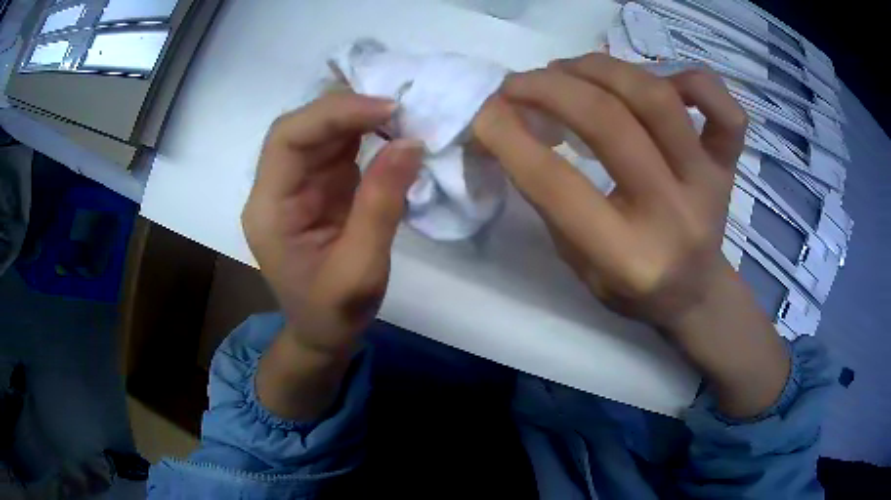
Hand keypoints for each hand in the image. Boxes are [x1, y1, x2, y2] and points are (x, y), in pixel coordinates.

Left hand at [242, 93, 421, 418]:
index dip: (333, 113)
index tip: (387, 109)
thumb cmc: (334, 313)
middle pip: (301, 127)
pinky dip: (364, 131)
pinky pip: (336, 146)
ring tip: (402, 113)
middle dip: (347, 108)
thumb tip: (410, 142)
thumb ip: (381, 205)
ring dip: (358, 116)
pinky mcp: (317, 185)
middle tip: (400, 106)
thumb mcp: (361, 270)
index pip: (287, 139)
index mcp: (269, 210)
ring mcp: (296, 184)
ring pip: (319, 130)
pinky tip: (391, 128)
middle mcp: (275, 188)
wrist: (323, 333)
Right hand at [476, 55, 742, 328]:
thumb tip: (518, 127)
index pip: (558, 185)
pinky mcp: (730, 166)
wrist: (696, 294)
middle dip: (549, 89)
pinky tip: (661, 81)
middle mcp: (674, 215)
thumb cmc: (633, 289)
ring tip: (570, 69)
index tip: (483, 111)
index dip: (509, 137)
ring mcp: (710, 184)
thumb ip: (552, 202)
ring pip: (658, 99)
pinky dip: (694, 80)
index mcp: (629, 258)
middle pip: (609, 123)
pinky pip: (726, 110)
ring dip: (601, 69)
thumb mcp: (578, 266)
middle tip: (519, 83)